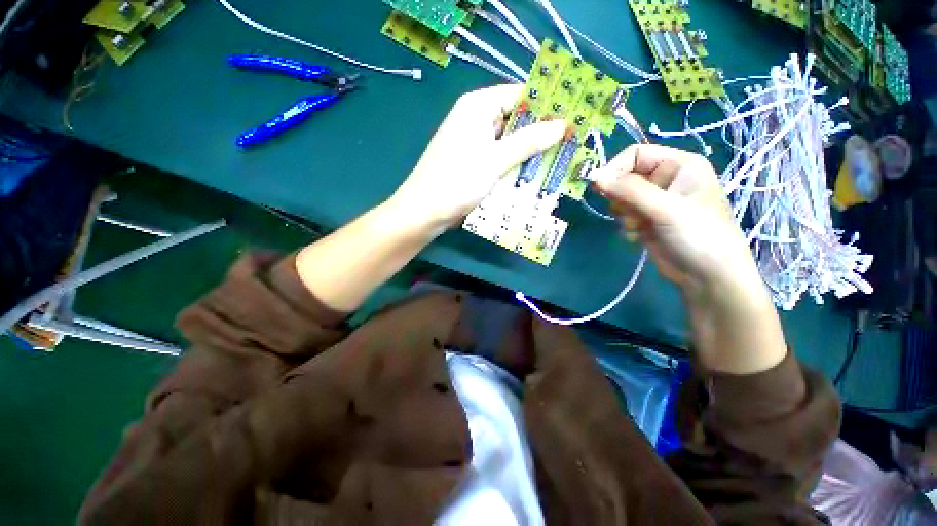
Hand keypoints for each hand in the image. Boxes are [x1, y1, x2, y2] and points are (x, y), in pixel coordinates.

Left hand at [388, 85, 566, 228]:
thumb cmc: (458, 181)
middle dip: (538, 134)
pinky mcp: (471, 163)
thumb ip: (528, 141)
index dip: (544, 105)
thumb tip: (561, 125)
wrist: (425, 212)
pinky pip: (498, 159)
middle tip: (568, 144)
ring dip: (527, 153)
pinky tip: (530, 176)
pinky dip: (512, 166)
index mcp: (477, 106)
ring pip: (507, 143)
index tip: (570, 118)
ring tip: (557, 162)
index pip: (518, 94)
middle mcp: (474, 119)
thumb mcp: (496, 160)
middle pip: (513, 120)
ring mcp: (472, 143)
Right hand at [593, 144, 758, 292]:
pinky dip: (628, 227)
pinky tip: (642, 237)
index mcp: (678, 165)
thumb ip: (629, 190)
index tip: (599, 188)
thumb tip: (594, 177)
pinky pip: (624, 216)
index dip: (615, 169)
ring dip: (625, 215)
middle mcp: (666, 179)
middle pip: (625, 178)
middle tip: (631, 212)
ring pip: (621, 199)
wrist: (708, 277)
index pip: (635, 155)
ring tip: (641, 226)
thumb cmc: (697, 235)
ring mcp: (656, 201)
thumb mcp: (664, 209)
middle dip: (622, 198)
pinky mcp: (648, 220)